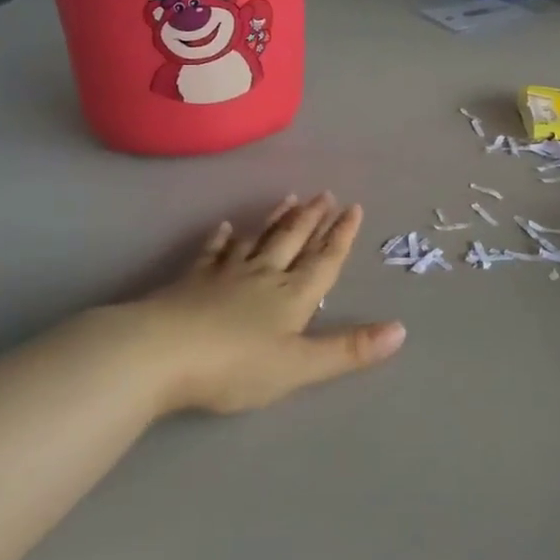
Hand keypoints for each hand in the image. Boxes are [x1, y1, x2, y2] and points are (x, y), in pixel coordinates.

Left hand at [128, 193, 405, 413]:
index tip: (354, 207)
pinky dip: (221, 239)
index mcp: (292, 296)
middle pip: (292, 241)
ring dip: (276, 220)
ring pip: (258, 240)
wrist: (159, 354)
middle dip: (312, 219)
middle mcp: (263, 276)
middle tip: (325, 193)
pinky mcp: (191, 281)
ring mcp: (225, 275)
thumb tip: (401, 330)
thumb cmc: (235, 365)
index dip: (341, 236)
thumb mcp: (299, 366)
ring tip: (290, 197)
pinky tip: (224, 228)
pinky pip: (212, 253)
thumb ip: (348, 350)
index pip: (324, 260)